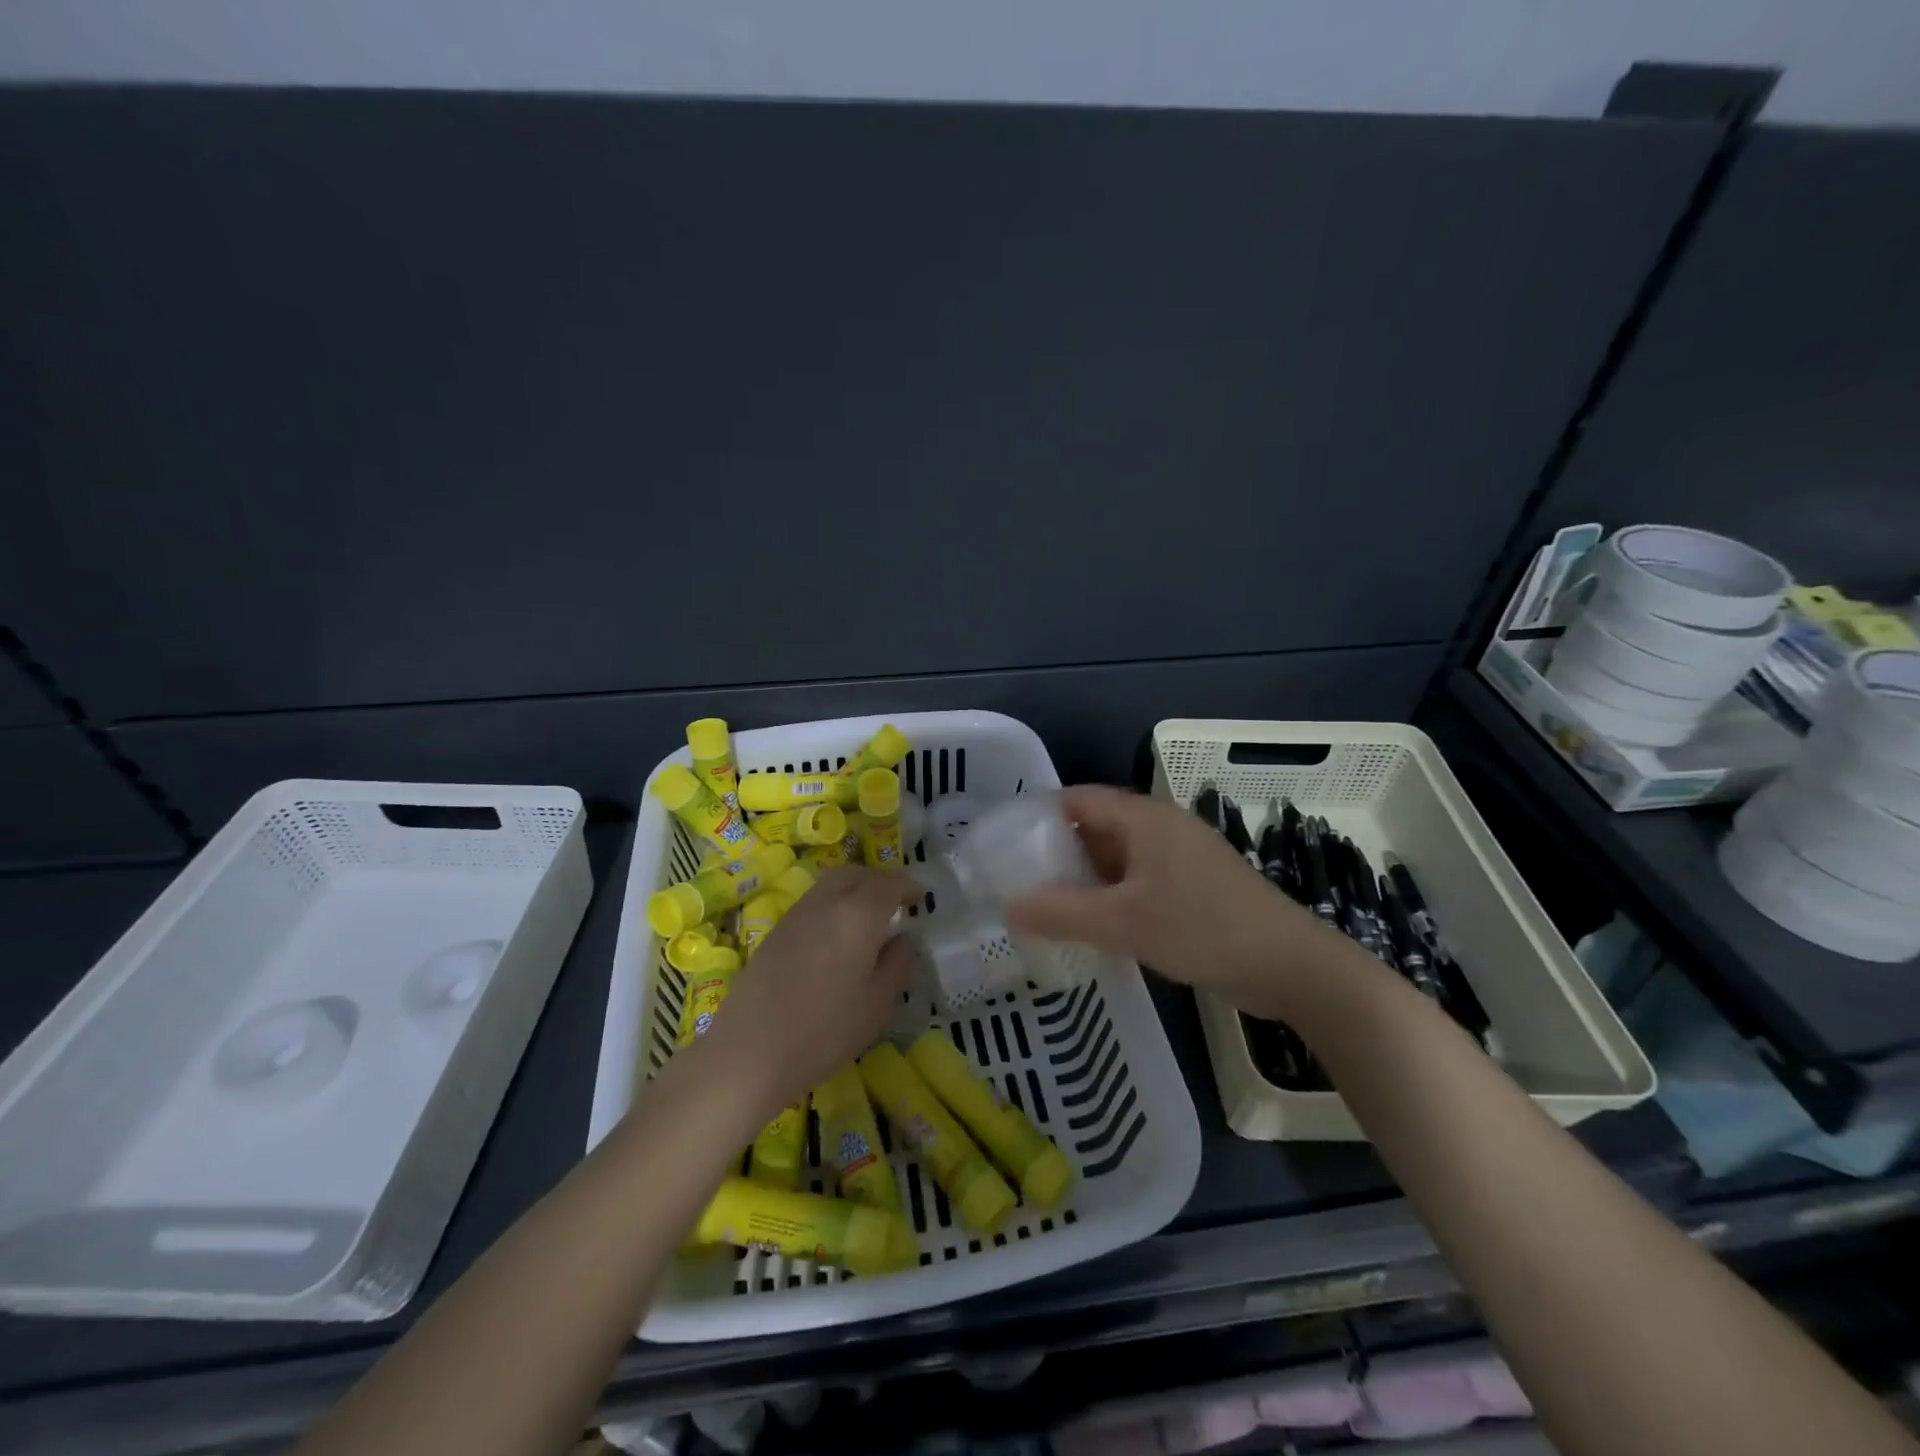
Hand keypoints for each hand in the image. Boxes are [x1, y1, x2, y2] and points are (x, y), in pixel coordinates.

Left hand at [701, 867, 919, 1116]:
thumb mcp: (877, 1005)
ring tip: (868, 915)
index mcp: (858, 914)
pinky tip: (837, 934)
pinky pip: (814, 902)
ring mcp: (797, 914)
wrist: (749, 1052)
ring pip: (831, 884)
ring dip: (854, 888)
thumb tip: (902, 938)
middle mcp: (826, 902)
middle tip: (896, 900)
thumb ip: (897, 964)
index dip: (908, 886)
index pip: (890, 884)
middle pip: (856, 874)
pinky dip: (833, 904)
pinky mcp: (776, 931)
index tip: (922, 897)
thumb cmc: (824, 1032)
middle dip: (879, 880)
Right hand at [1006, 785, 1337, 1018]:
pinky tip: (1093, 924)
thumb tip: (1009, 908)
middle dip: (1058, 850)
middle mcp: (1161, 828)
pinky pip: (1139, 880)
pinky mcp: (1194, 888)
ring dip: (1085, 876)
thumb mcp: (1123, 923)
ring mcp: (1181, 858)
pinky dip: (1112, 895)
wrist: (1290, 966)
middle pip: (1097, 826)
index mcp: (1144, 818)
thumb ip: (1062, 913)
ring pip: (1118, 857)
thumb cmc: (1203, 929)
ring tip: (1046, 902)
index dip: (1039, 814)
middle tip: (1018, 877)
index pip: (1078, 799)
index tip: (1005, 841)